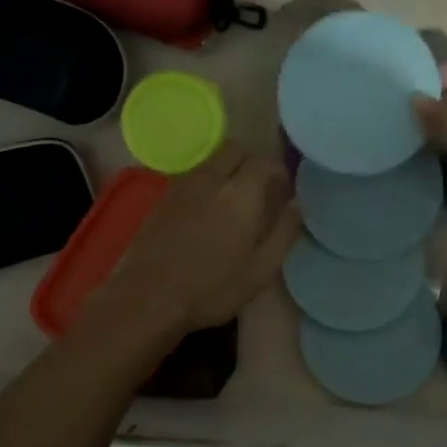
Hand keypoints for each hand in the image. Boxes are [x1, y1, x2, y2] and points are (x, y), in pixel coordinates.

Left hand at [91, 145, 301, 339]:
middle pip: (235, 149)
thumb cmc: (213, 287)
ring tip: (234, 200)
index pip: (264, 162)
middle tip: (260, 189)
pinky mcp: (162, 197)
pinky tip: (207, 211)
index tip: (284, 190)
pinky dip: (207, 182)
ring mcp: (182, 185)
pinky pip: (192, 175)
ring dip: (228, 169)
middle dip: (252, 161)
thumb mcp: (261, 268)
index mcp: (241, 193)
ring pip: (211, 160)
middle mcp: (211, 178)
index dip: (278, 171)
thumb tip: (297, 205)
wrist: (149, 297)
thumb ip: (284, 232)